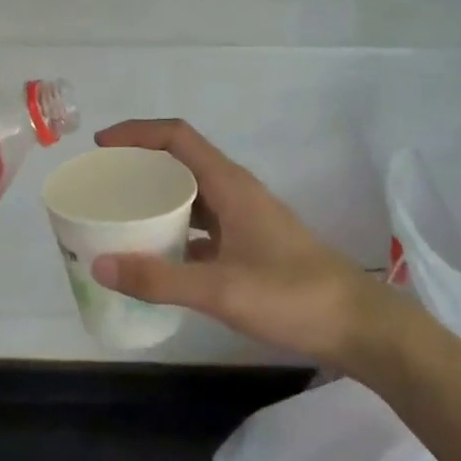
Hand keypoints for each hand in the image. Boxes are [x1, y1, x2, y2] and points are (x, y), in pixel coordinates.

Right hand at [89, 120, 394, 366]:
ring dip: (156, 200)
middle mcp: (235, 193)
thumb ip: (159, 279)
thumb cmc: (294, 297)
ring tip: (119, 217)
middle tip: (102, 185)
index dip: (136, 133)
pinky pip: (201, 227)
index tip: (101, 146)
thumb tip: (99, 266)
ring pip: (191, 196)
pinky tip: (155, 258)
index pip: (177, 137)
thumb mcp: (221, 289)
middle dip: (139, 166)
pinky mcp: (250, 246)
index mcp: (230, 185)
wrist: (360, 327)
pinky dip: (174, 232)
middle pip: (180, 162)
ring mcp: (245, 220)